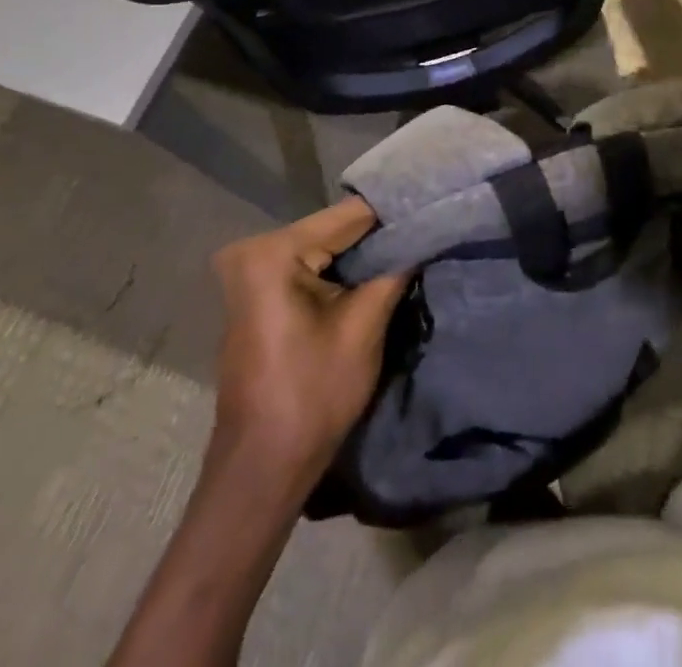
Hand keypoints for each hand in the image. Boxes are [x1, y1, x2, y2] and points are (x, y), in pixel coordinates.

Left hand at [209, 198, 406, 489]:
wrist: (261, 468)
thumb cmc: (312, 397)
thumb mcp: (364, 328)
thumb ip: (393, 269)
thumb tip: (423, 232)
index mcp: (273, 252)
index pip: (349, 216)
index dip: (394, 215)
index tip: (432, 212)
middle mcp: (254, 249)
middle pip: (333, 229)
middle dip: (378, 235)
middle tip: (425, 231)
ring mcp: (249, 270)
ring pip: (323, 245)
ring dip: (362, 252)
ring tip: (410, 247)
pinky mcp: (255, 289)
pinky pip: (308, 263)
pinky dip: (339, 269)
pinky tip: (375, 271)